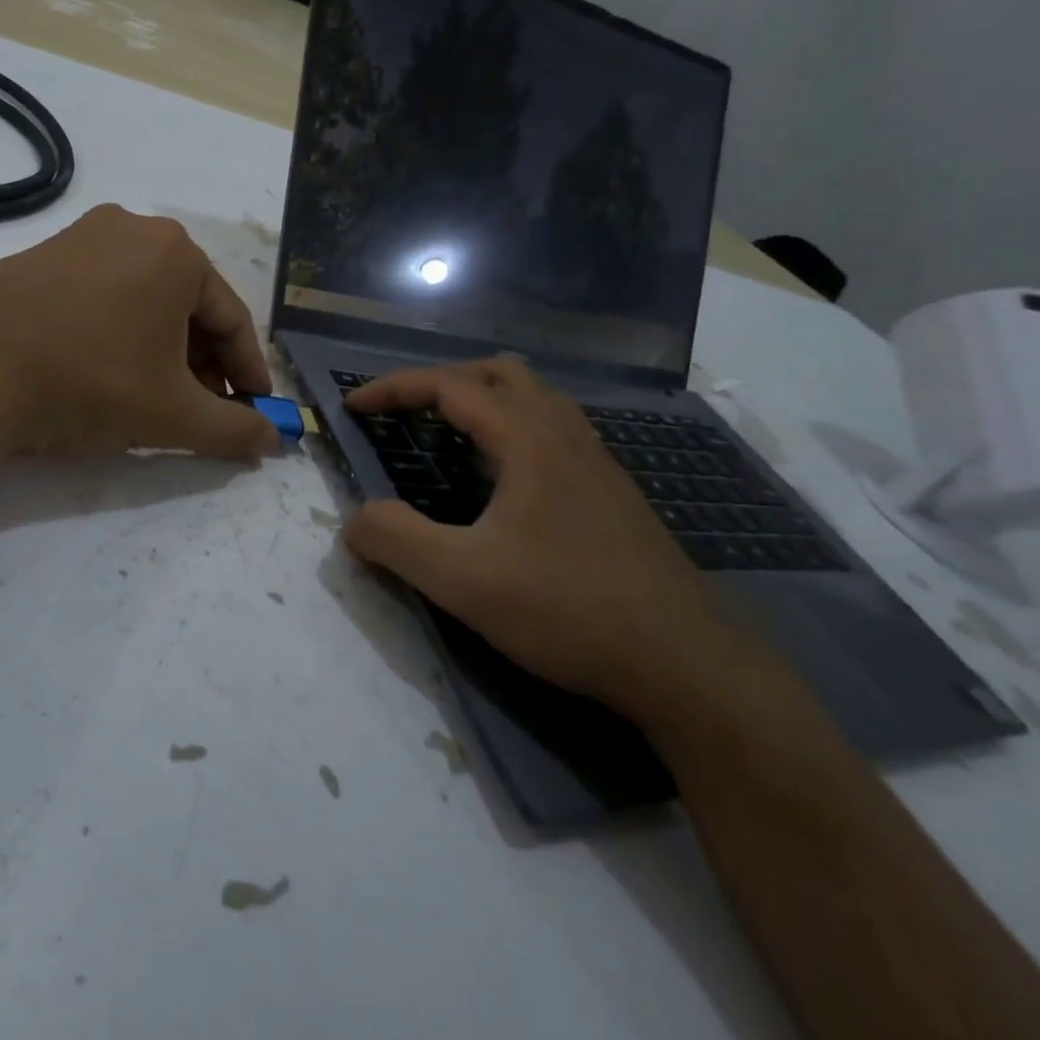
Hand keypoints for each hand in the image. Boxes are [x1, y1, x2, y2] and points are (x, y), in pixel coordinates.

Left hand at [0, 204, 279, 458]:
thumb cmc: (88, 382)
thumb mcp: (171, 415)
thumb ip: (232, 430)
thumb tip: (272, 441)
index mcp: (176, 253)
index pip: (233, 319)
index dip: (249, 372)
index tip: (256, 411)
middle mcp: (132, 229)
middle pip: (187, 307)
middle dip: (202, 364)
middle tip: (204, 411)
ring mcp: (80, 238)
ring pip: (142, 301)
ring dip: (160, 351)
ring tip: (155, 398)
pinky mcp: (39, 256)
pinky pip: (100, 296)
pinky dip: (118, 334)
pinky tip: (105, 372)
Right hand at [341, 358, 740, 717]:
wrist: (686, 665)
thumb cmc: (568, 610)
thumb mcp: (462, 580)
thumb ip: (395, 540)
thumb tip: (356, 519)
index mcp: (529, 440)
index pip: (450, 386)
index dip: (394, 388)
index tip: (353, 407)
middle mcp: (566, 436)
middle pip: (498, 374)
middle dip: (441, 382)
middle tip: (403, 414)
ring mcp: (597, 464)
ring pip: (533, 400)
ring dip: (481, 401)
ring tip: (447, 437)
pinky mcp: (612, 495)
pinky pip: (552, 432)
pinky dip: (510, 430)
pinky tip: (500, 481)